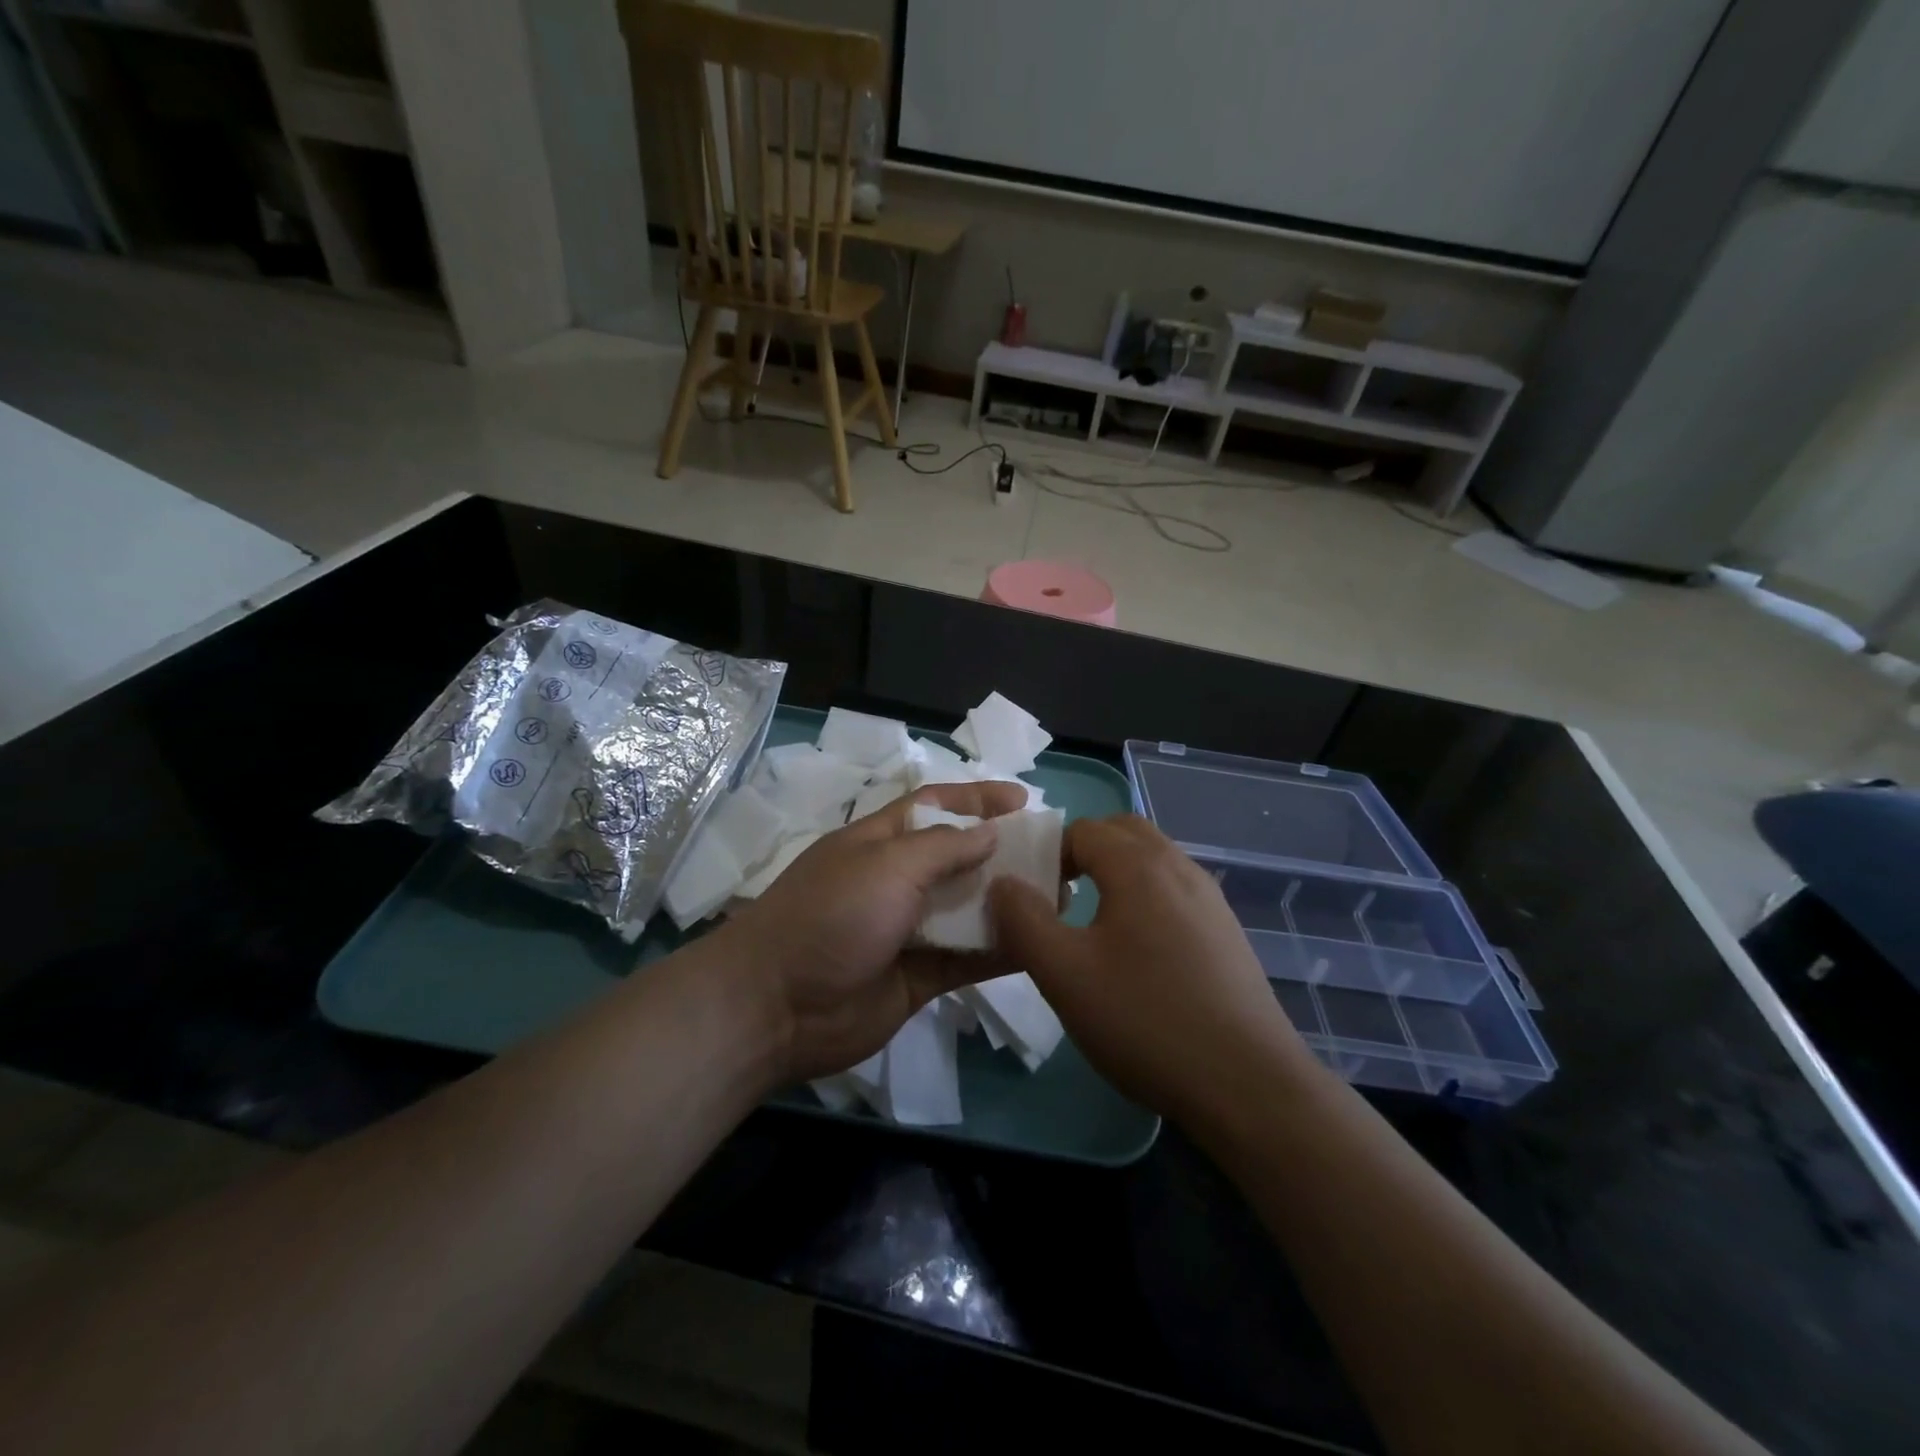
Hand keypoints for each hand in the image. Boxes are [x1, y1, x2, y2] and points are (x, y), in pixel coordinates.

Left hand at [721, 779, 1029, 1085]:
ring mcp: (908, 931)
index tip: (1025, 800)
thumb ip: (944, 848)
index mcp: (880, 841)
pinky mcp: (919, 977)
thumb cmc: (831, 916)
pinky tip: (1040, 945)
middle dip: (1003, 853)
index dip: (978, 799)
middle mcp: (897, 881)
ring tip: (1060, 898)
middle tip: (1055, 855)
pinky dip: (1000, 951)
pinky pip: (968, 959)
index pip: (936, 806)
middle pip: (959, 858)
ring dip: (1009, 903)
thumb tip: (991, 832)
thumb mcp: (887, 865)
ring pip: (969, 910)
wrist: (776, 1007)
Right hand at [989, 814, 1303, 1122]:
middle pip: (1123, 832)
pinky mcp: (1227, 933)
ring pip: (1153, 861)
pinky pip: (1176, 892)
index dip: (1048, 855)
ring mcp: (1211, 899)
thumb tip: (1003, 883)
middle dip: (1084, 852)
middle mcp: (1180, 867)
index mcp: (1139, 866)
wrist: (1249, 1085)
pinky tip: (1139, 955)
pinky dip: (1146, 899)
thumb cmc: (1146, 1020)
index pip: (1083, 829)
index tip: (1034, 900)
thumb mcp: (1064, 974)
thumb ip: (1023, 920)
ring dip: (1117, 874)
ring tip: (1093, 927)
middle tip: (1060, 898)